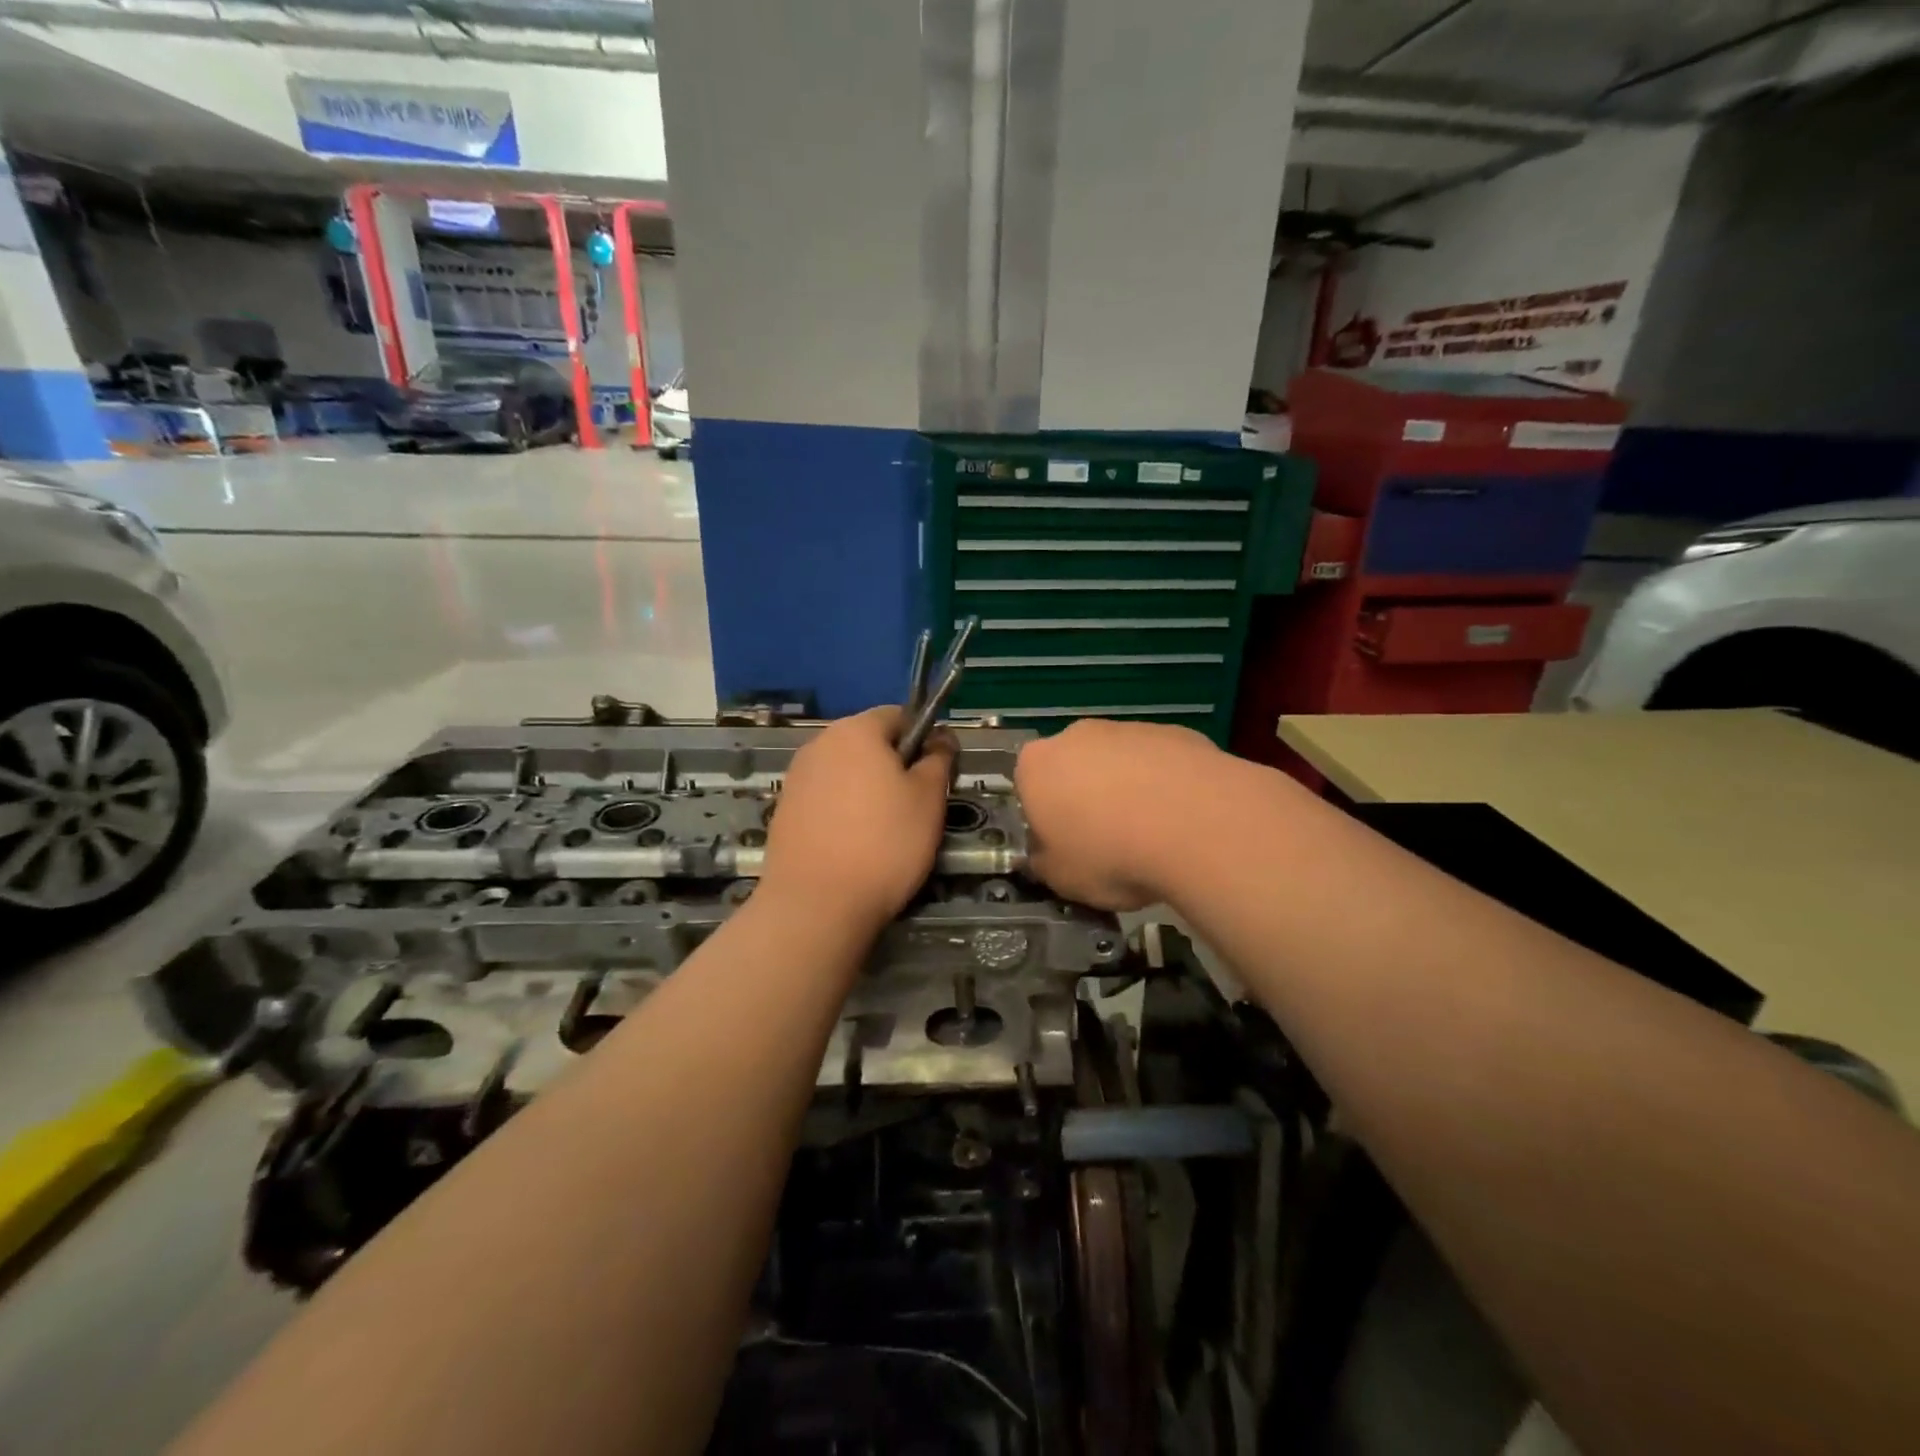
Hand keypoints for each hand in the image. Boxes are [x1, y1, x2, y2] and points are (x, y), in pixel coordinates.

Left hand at [761, 707, 955, 930]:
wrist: (816, 904)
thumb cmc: (884, 843)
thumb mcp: (928, 799)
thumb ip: (939, 759)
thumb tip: (941, 738)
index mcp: (856, 730)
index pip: (899, 715)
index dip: (924, 739)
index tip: (936, 775)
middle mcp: (820, 743)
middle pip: (869, 742)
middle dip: (894, 765)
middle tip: (915, 806)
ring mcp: (796, 777)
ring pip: (846, 771)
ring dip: (868, 788)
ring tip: (884, 829)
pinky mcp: (784, 809)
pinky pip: (825, 797)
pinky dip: (843, 810)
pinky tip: (853, 843)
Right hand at [1015, 719, 1222, 910]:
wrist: (1196, 825)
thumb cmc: (1110, 854)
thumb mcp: (1061, 879)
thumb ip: (1044, 861)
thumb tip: (1046, 854)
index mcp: (1036, 765)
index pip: (1027, 788)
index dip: (1045, 818)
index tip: (1065, 846)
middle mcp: (1077, 736)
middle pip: (1073, 767)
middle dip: (1085, 798)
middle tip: (1107, 842)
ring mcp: (1129, 728)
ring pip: (1119, 763)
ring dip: (1128, 790)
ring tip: (1153, 835)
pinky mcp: (1176, 732)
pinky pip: (1161, 763)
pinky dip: (1166, 785)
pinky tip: (1184, 819)